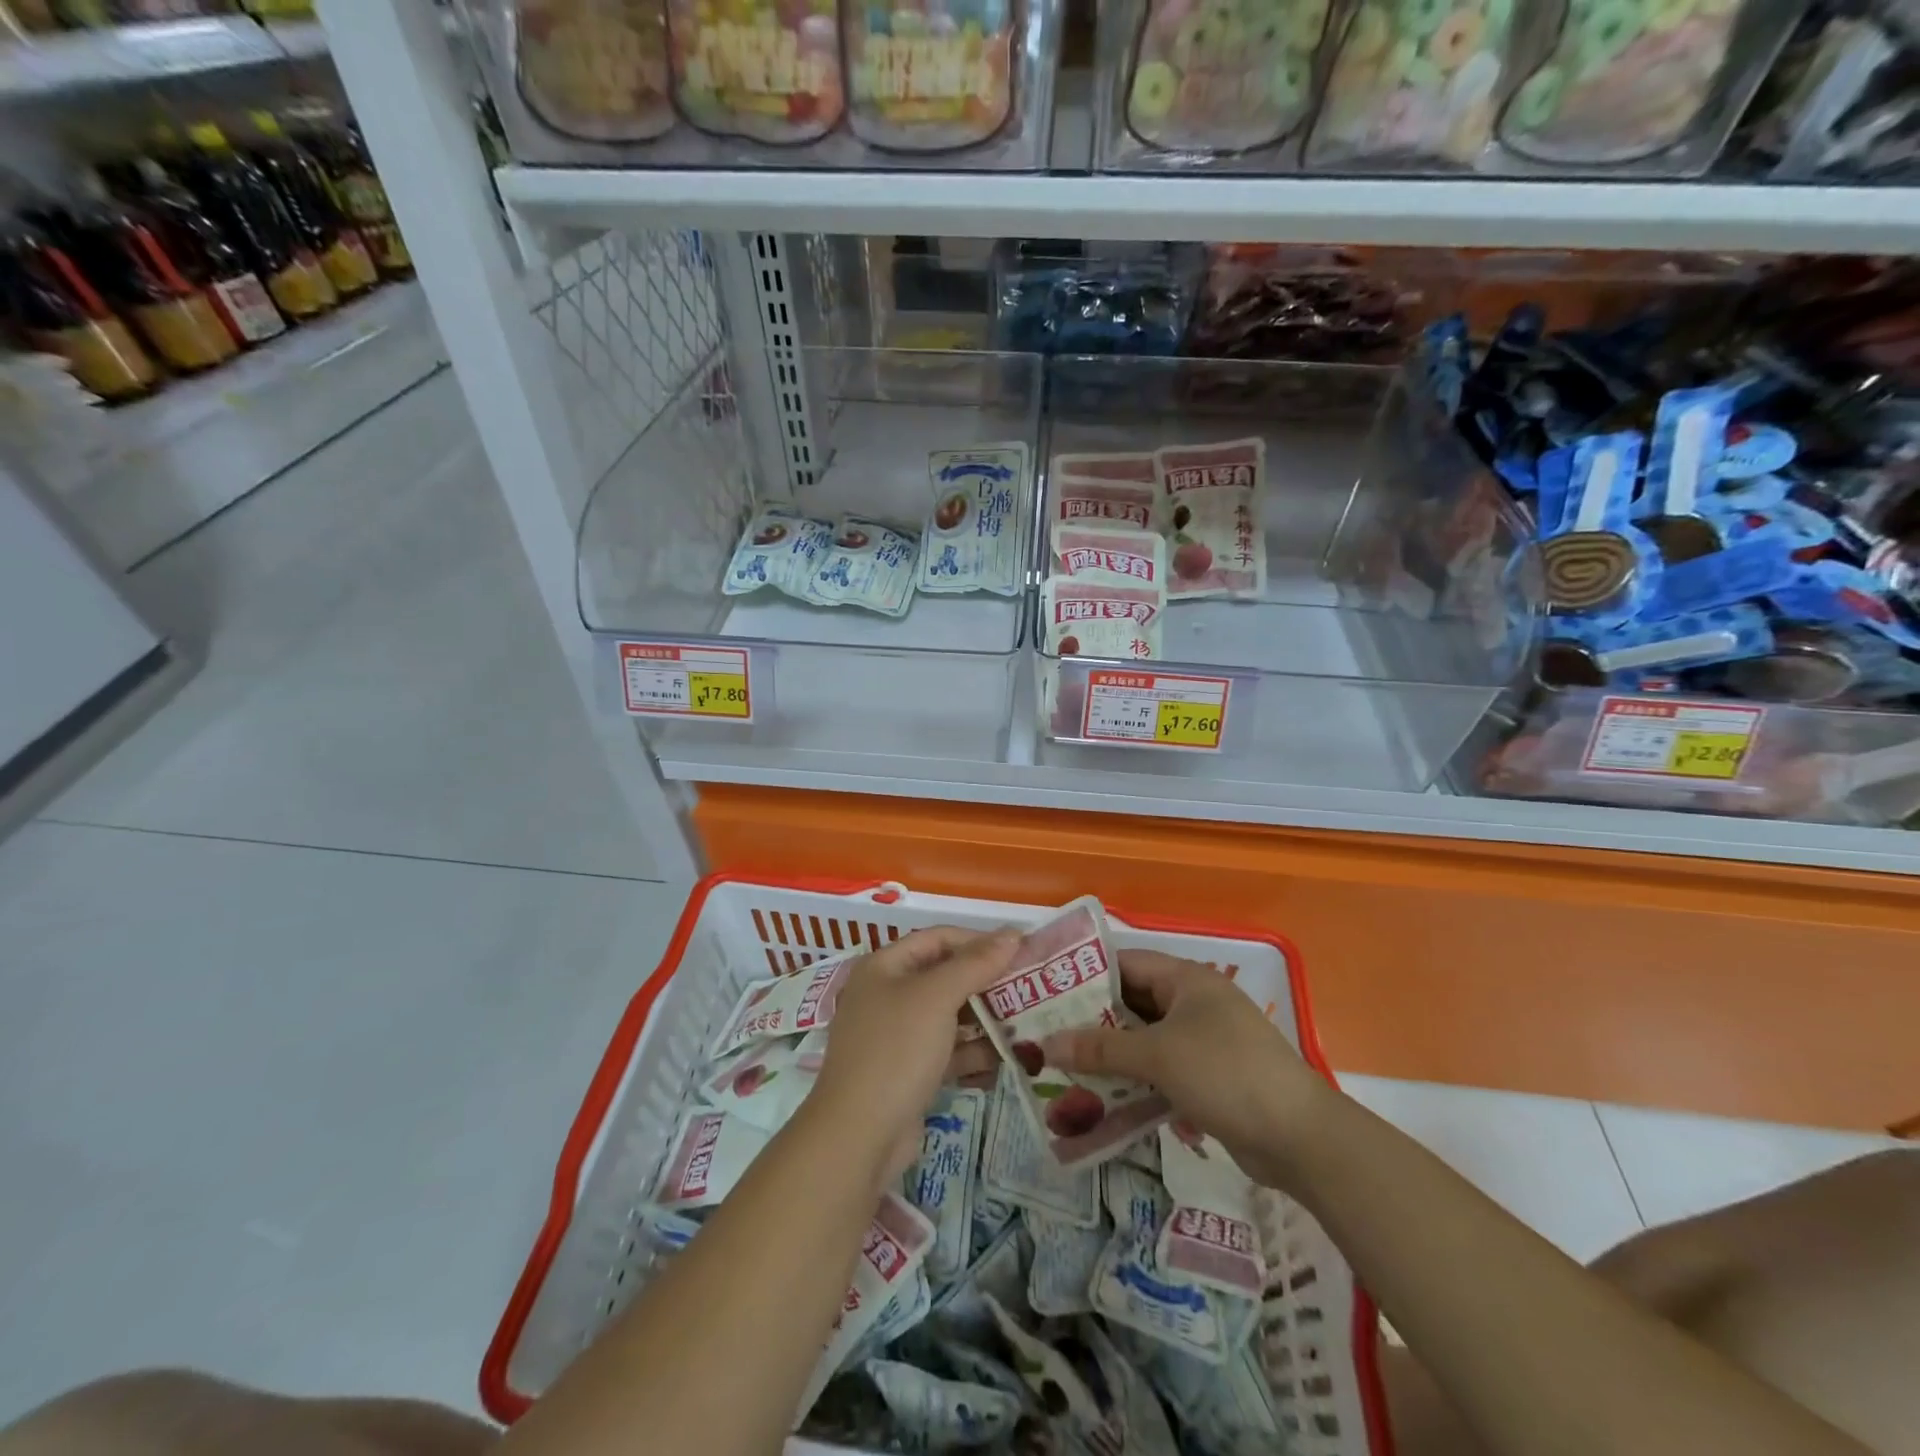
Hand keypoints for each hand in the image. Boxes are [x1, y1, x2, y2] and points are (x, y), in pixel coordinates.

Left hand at [809, 926, 1019, 1184]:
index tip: (1020, 951)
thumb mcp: (937, 998)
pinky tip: (1007, 1059)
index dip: (979, 941)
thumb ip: (976, 963)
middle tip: (1028, 988)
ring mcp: (895, 1036)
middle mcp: (886, 995)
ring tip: (1026, 1024)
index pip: (938, 938)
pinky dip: (973, 1052)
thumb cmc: (896, 1050)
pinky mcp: (907, 1072)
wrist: (858, 1136)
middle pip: (944, 976)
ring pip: (948, 1016)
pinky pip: (946, 1051)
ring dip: (984, 1019)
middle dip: (985, 982)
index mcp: (884, 967)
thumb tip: (1012, 934)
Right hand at [1041, 949, 1328, 1185]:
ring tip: (1065, 1071)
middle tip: (1047, 1036)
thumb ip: (1101, 1048)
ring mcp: (1203, 1042)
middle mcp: (1193, 1003)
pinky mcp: (1209, 1078)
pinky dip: (1135, 1083)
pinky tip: (1103, 1103)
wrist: (1300, 1138)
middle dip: (1093, 1022)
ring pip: (1145, 1041)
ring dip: (1111, 1057)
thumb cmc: (1225, 1074)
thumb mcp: (1158, 1056)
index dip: (1086, 975)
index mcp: (1185, 979)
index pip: (1125, 963)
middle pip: (1132, 1004)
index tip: (1047, 993)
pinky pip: (1161, 1072)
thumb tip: (1045, 1044)